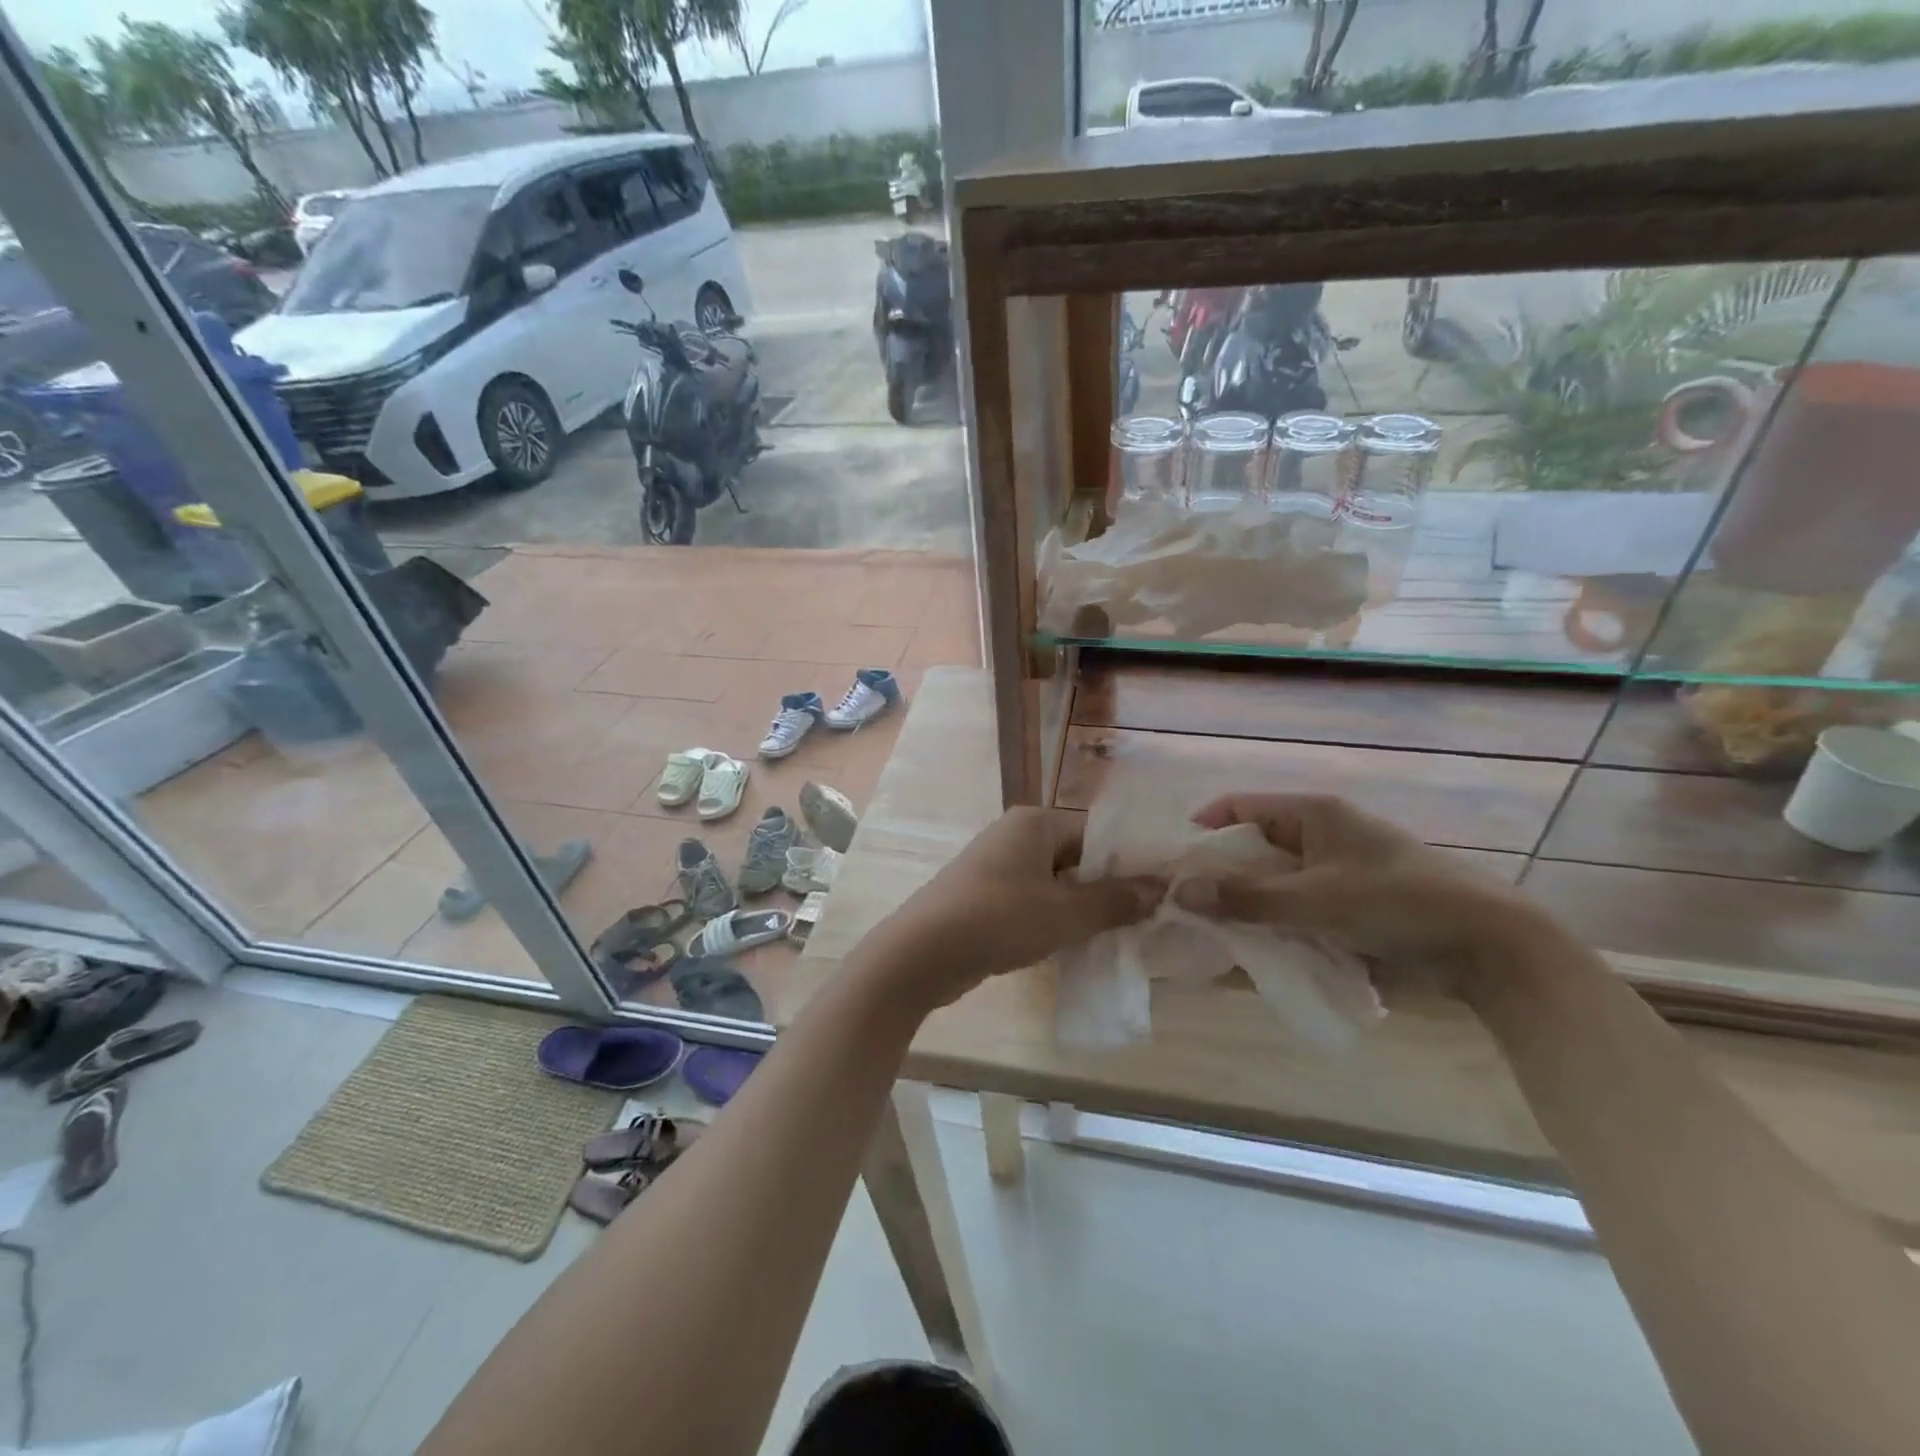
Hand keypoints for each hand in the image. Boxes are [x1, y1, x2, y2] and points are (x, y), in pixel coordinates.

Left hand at [866, 807, 1164, 1011]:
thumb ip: (1114, 900)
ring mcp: (997, 865)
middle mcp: (1015, 835)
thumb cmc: (999, 920)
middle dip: (1107, 888)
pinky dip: (1054, 918)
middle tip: (1145, 920)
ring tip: (1117, 936)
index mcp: (1035, 823)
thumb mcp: (1065, 914)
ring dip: (1081, 907)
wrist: (922, 953)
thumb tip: (1160, 887)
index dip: (1130, 862)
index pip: (1097, 833)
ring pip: (1055, 882)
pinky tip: (1074, 945)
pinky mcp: (985, 895)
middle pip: (1077, 857)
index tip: (1162, 892)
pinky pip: (1033, 900)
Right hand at [1172, 793, 1553, 990]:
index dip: (1201, 829)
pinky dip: (1273, 919)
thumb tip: (1179, 892)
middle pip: (1251, 844)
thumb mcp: (1315, 899)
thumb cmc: (1397, 902)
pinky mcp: (1348, 900)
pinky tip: (1254, 943)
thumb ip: (1246, 897)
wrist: (1488, 944)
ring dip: (1244, 901)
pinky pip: (1295, 903)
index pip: (1238, 806)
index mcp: (1311, 812)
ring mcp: (1335, 867)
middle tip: (1183, 905)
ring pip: (1271, 878)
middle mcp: (1319, 832)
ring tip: (1210, 929)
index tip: (1170, 863)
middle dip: (1218, 873)